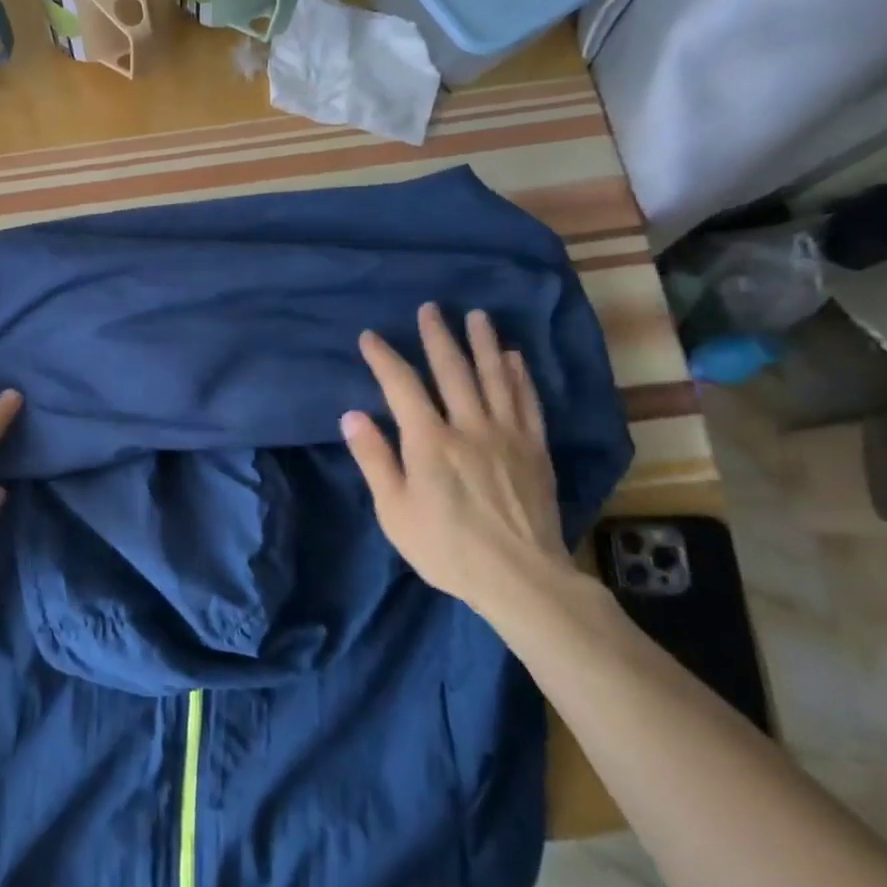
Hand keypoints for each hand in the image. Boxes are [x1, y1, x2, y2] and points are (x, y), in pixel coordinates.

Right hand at [341, 304, 575, 617]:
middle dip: (437, 337)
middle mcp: (469, 426)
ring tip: (476, 316)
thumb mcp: (394, 510)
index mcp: (429, 441)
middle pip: (451, 371)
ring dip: (483, 343)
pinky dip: (520, 376)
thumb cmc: (445, 547)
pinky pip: (527, 402)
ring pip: (494, 377)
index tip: (370, 337)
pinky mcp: (534, 449)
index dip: (384, 358)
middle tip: (430, 308)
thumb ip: (374, 459)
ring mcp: (507, 435)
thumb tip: (352, 415)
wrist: (519, 577)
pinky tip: (515, 358)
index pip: (401, 386)